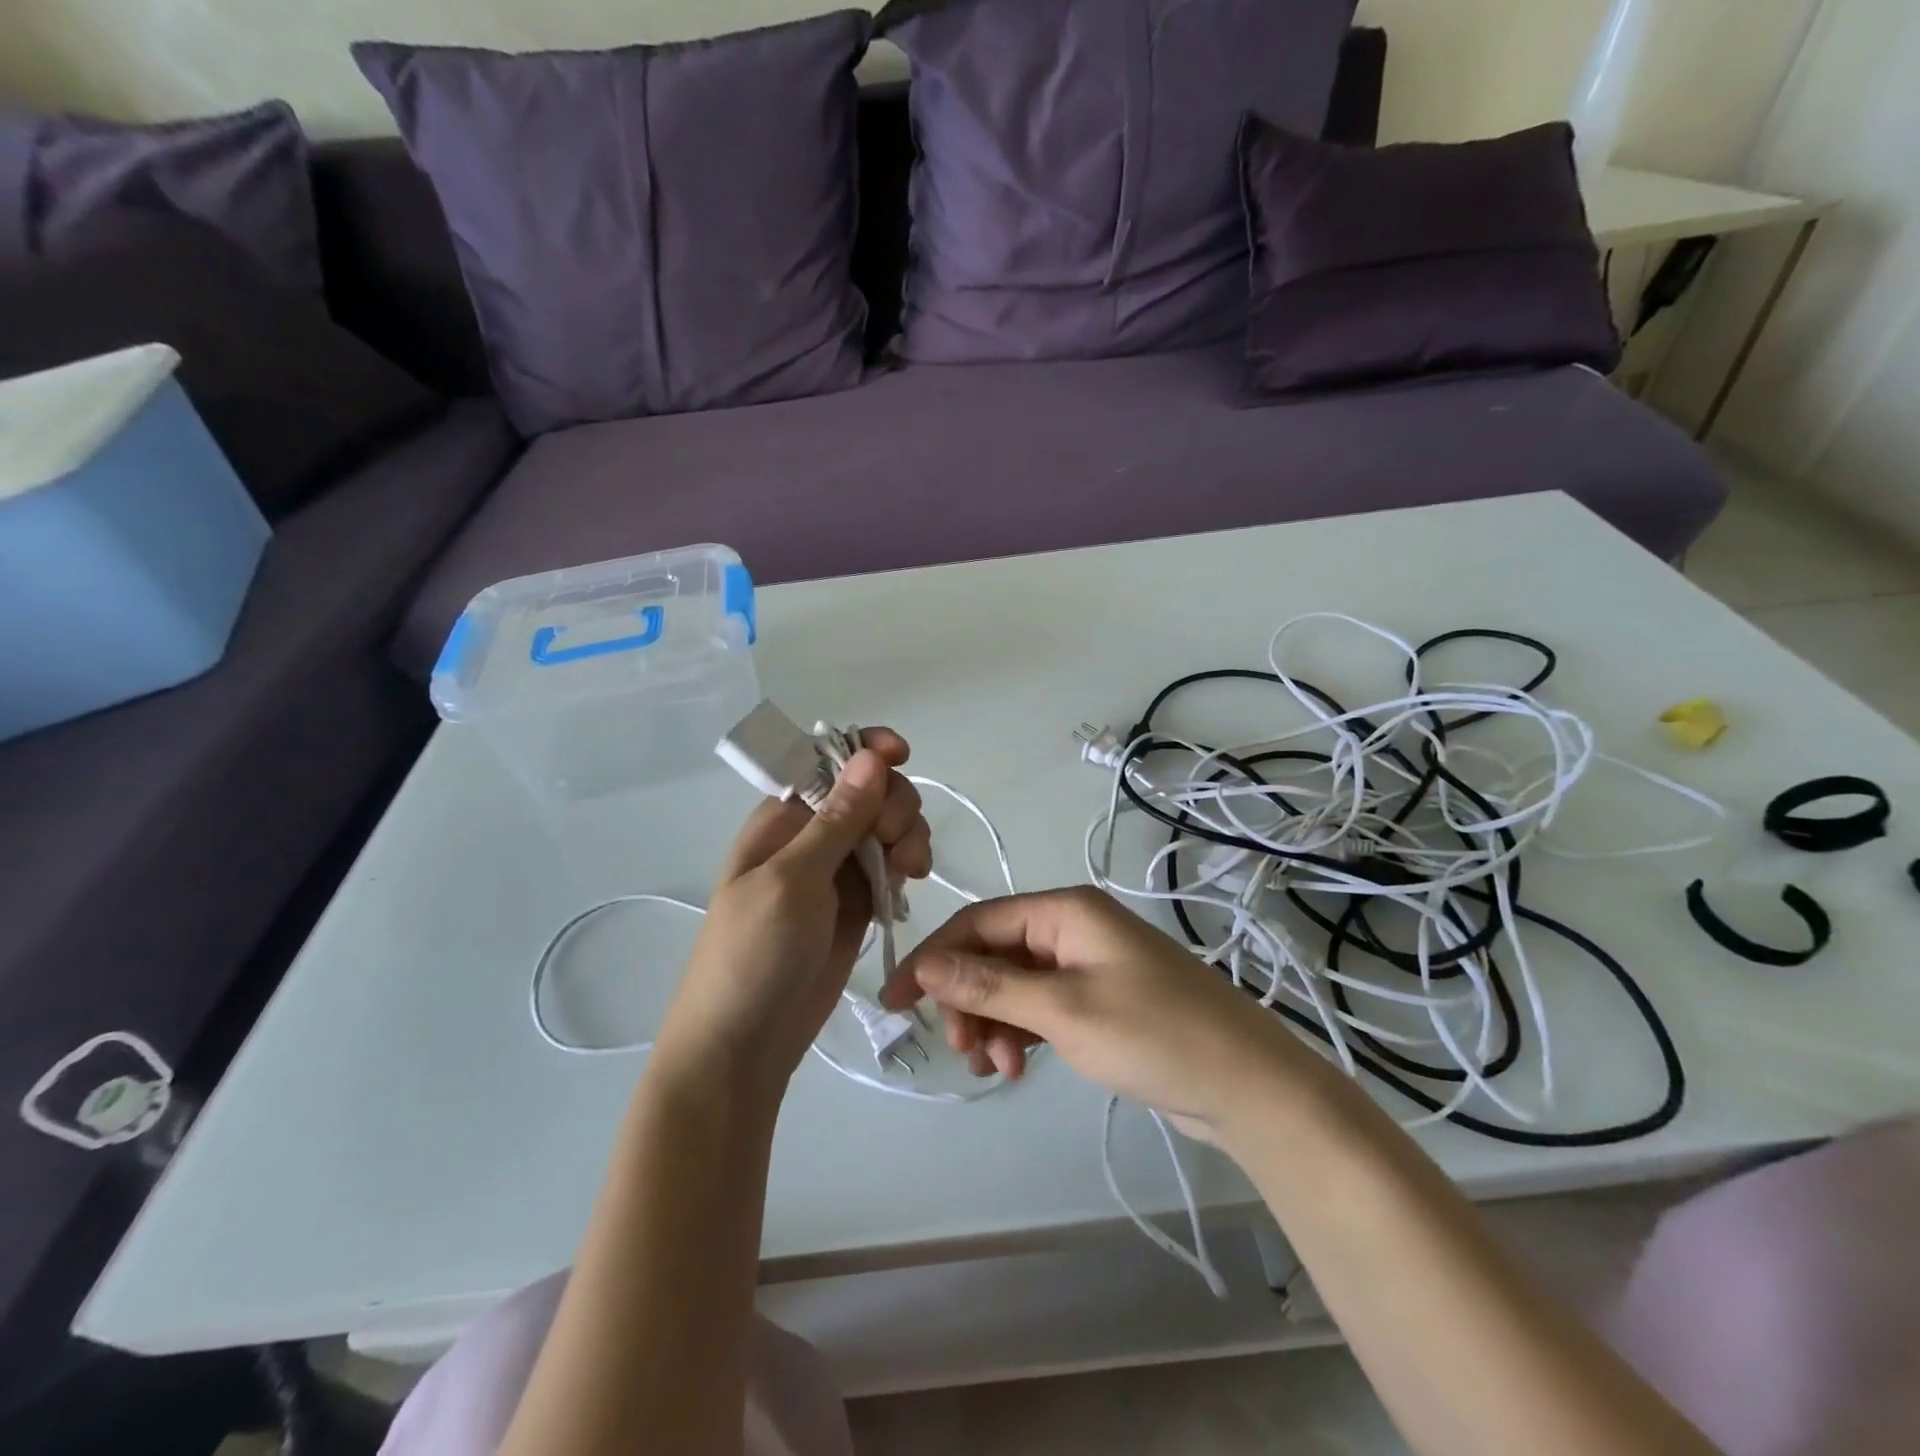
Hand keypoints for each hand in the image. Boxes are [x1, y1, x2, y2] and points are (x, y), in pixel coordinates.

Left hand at [651, 730, 930, 1094]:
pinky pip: (892, 865)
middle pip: (871, 791)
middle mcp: (812, 834)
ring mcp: (837, 869)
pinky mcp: (857, 902)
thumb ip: (837, 819)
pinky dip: (907, 866)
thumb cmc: (753, 954)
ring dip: (909, 836)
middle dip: (895, 804)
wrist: (744, 1044)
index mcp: (784, 816)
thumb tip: (870, 755)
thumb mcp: (793, 880)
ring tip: (911, 872)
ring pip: (888, 826)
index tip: (903, 756)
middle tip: (897, 843)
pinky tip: (909, 886)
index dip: (868, 750)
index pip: (830, 761)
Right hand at [880, 887, 1313, 1138]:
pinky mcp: (1099, 999)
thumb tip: (924, 963)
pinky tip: (1017, 1065)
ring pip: (1015, 985)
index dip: (933, 958)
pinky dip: (1022, 1032)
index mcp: (1064, 911)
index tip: (895, 1001)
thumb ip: (989, 985)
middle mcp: (1072, 928)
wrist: (1247, 1084)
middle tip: (960, 1050)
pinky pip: (1041, 1007)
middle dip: (968, 999)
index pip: (979, 922)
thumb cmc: (1153, 1033)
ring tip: (994, 1068)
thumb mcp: (1061, 1009)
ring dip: (994, 1022)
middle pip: (995, 954)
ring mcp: (1087, 964)